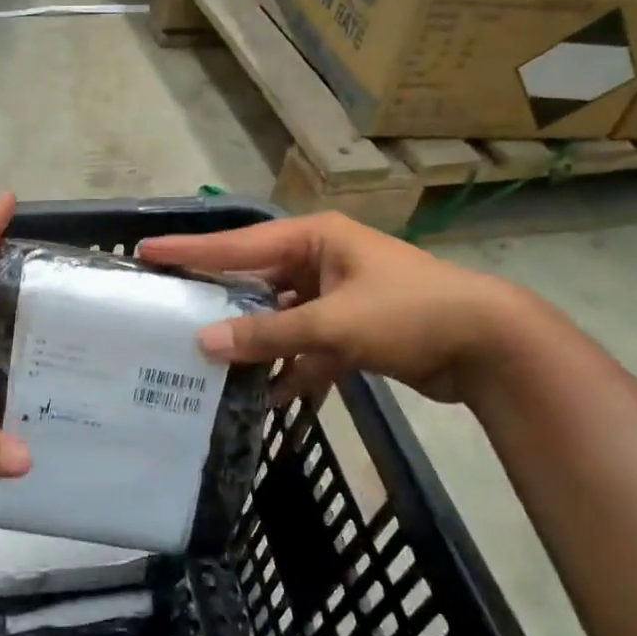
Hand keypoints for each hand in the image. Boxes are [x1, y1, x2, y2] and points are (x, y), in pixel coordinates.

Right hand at [137, 212, 528, 405]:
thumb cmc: (411, 313)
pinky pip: (305, 347)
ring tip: (204, 361)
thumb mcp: (334, 322)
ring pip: (278, 319)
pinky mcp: (351, 331)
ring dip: (253, 343)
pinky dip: (291, 369)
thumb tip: (203, 342)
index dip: (190, 250)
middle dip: (217, 300)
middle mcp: (320, 261)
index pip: (238, 244)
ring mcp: (336, 297)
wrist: (491, 346)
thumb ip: (268, 334)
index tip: (145, 251)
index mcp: (315, 239)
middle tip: (167, 309)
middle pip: (254, 281)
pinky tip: (267, 397)